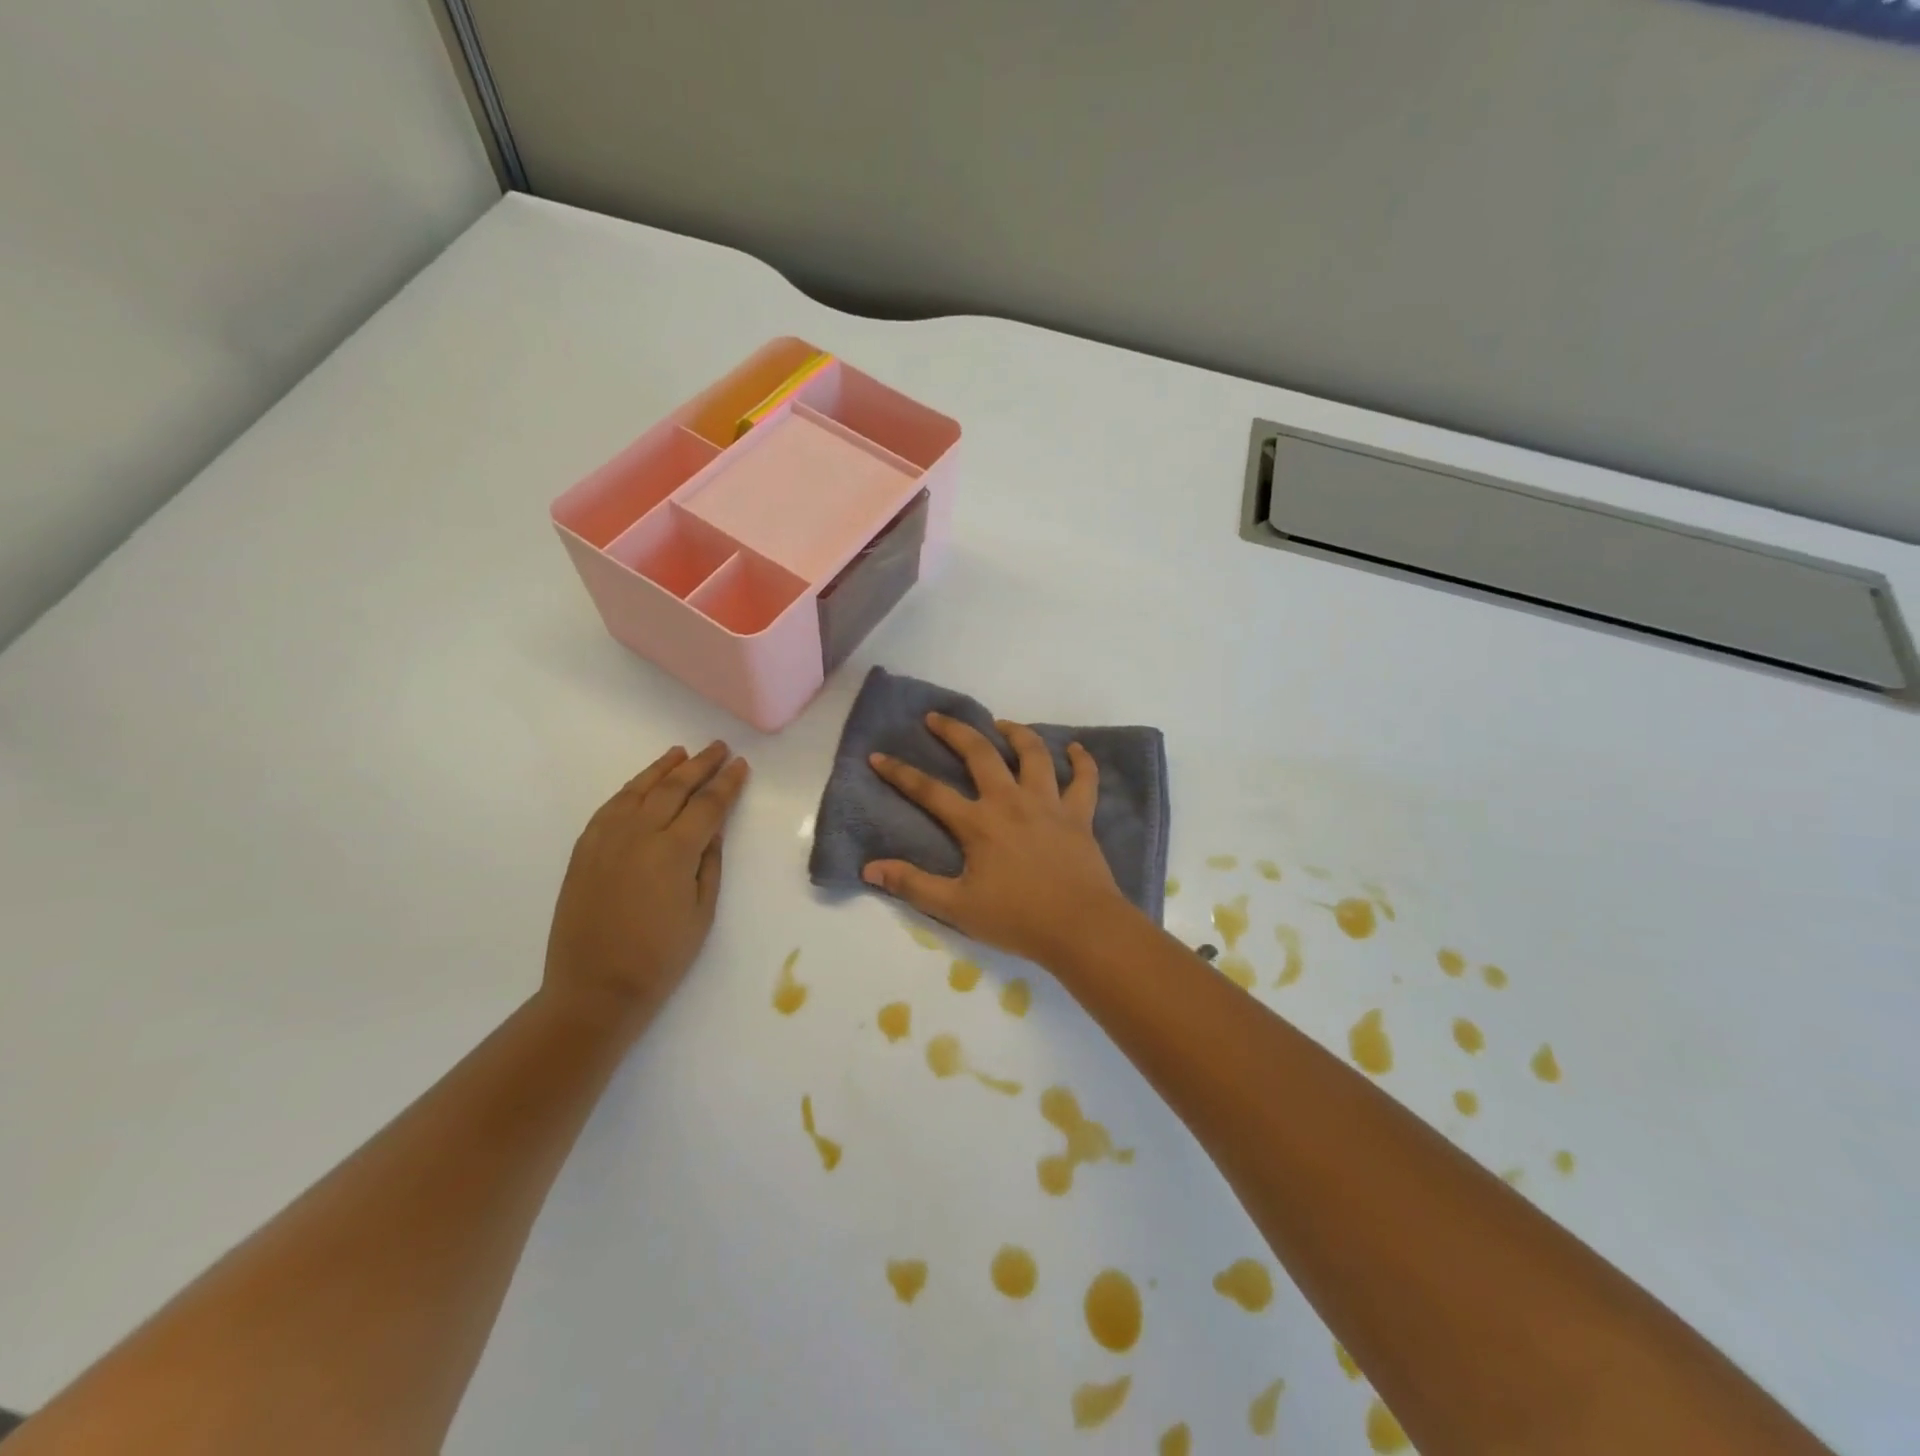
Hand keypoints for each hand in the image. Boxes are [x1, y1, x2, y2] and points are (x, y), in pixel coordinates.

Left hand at [543, 741, 749, 1035]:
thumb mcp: (702, 912)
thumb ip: (709, 862)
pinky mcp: (584, 850)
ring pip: (638, 790)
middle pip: (674, 787)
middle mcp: (638, 834)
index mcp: (674, 852)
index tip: (741, 765)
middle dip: (700, 765)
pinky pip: (610, 807)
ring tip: (681, 753)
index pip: (708, 805)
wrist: (594, 988)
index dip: (727, 783)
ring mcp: (605, 839)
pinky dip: (630, 789)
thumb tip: (713, 828)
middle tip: (719, 748)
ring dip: (663, 768)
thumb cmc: (660, 957)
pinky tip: (642, 784)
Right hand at [864, 714, 1131, 963]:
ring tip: (1002, 724)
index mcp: (979, 823)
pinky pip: (1084, 779)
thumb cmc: (1016, 919)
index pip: (930, 791)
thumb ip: (913, 885)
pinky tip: (1074, 748)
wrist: (1080, 927)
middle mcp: (1011, 802)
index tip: (878, 756)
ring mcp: (1049, 804)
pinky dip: (1081, 760)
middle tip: (937, 717)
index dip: (900, 773)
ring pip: (1033, 754)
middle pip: (980, 754)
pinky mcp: (1079, 815)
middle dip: (955, 731)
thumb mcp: (956, 908)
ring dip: (1016, 733)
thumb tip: (870, 868)